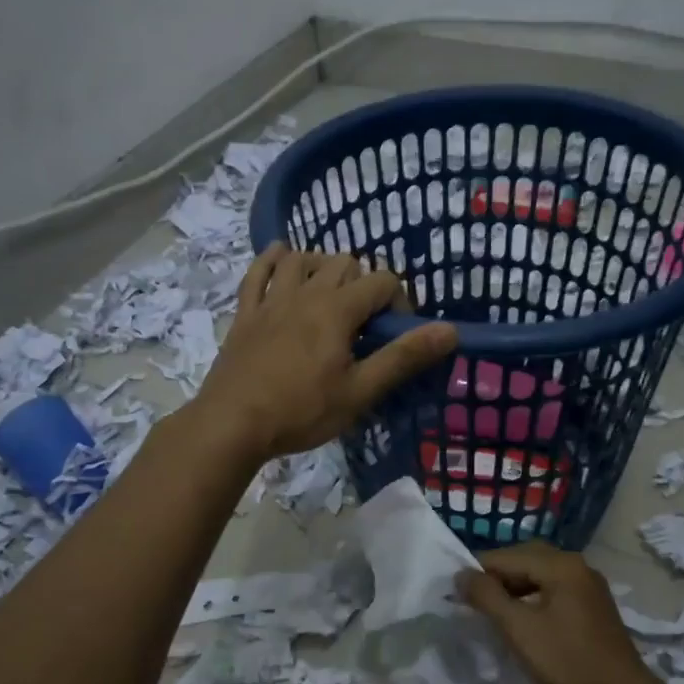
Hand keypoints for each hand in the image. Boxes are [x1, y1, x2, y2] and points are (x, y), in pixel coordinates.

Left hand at [195, 244, 457, 463]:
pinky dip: (272, 260)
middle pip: (343, 263)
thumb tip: (450, 330)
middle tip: (364, 322)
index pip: (382, 281)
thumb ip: (404, 357)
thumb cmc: (302, 411)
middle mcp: (305, 292)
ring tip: (330, 292)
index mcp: (337, 309)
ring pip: (301, 260)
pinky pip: (257, 272)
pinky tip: (281, 258)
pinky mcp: (245, 314)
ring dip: (321, 266)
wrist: (232, 424)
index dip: (399, 302)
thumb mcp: (360, 391)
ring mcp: (271, 300)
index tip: (395, 335)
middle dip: (363, 283)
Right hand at [455, 542, 649, 683]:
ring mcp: (588, 585)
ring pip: (540, 574)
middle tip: (473, 600)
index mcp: (560, 564)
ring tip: (493, 610)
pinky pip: (554, 588)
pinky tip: (522, 618)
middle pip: (525, 559)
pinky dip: (533, 596)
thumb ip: (487, 597)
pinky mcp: (593, 605)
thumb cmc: (567, 661)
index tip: (454, 591)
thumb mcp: (519, 629)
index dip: (477, 571)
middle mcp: (576, 565)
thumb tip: (461, 575)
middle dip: (496, 576)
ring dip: (514, 586)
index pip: (506, 556)